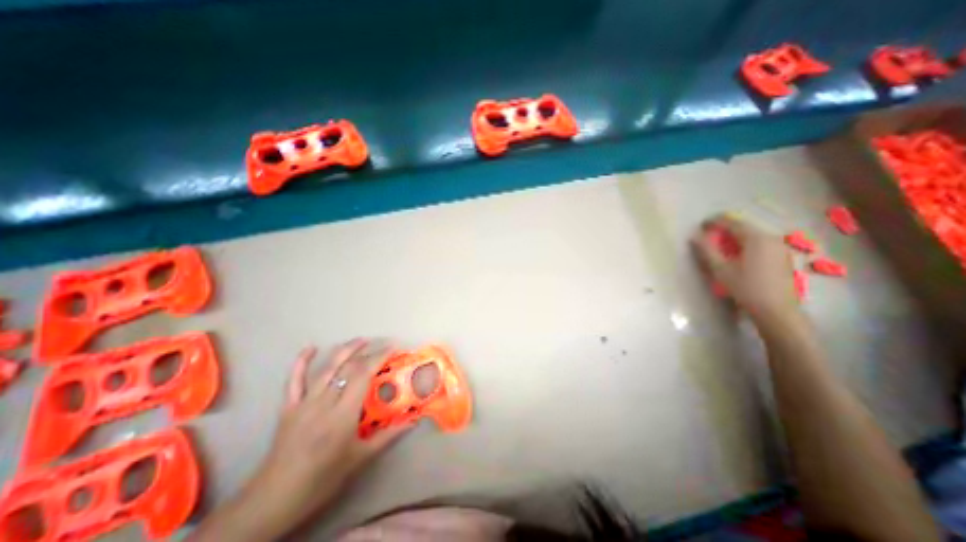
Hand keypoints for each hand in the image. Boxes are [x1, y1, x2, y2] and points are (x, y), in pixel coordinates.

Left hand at [192, 337, 411, 539]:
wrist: (275, 500)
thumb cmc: (323, 479)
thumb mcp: (361, 458)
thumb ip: (388, 436)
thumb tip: (413, 421)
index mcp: (343, 414)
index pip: (363, 375)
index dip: (379, 357)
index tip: (393, 348)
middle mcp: (324, 402)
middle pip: (347, 368)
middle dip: (367, 352)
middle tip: (382, 345)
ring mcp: (304, 403)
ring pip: (327, 368)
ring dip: (345, 350)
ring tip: (360, 340)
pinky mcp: (289, 407)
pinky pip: (294, 380)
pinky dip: (301, 362)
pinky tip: (310, 347)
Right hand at [695, 216, 800, 324]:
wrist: (776, 310)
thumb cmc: (745, 288)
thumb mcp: (720, 269)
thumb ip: (706, 250)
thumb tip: (694, 236)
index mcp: (755, 238)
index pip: (731, 221)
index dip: (714, 221)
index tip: (700, 225)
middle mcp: (770, 237)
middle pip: (743, 226)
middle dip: (724, 229)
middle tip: (708, 236)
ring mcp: (779, 246)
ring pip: (752, 235)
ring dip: (734, 237)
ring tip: (720, 245)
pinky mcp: (782, 256)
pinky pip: (759, 242)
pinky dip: (745, 243)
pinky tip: (737, 254)